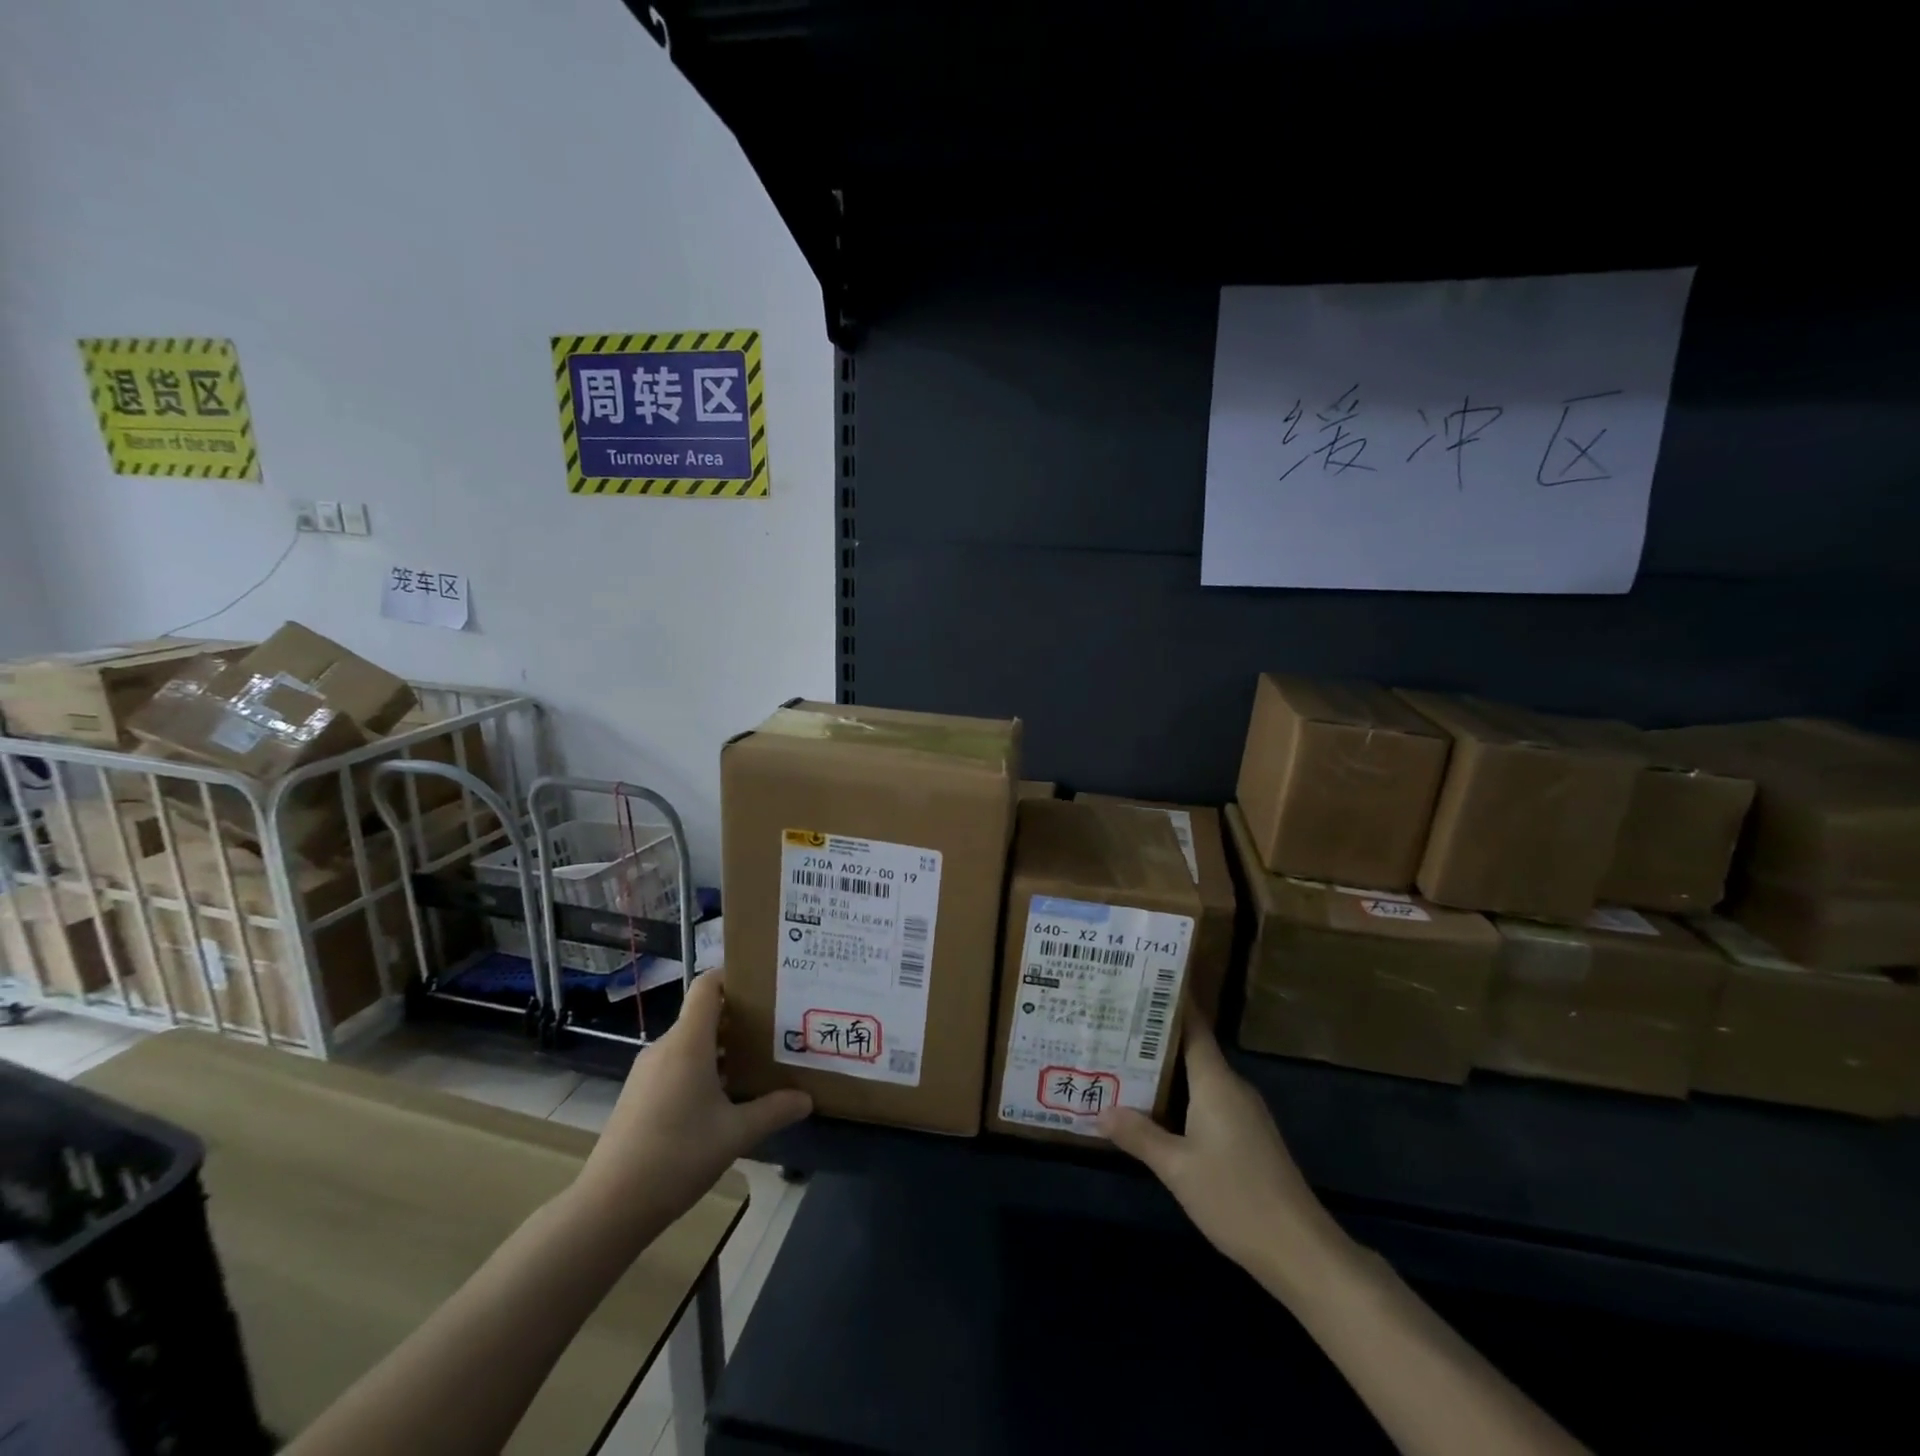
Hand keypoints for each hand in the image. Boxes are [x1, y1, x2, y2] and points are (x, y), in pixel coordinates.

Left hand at [572, 969, 810, 1235]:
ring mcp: (647, 1072)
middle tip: (776, 1031)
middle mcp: (665, 1047)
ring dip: (722, 1050)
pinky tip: (723, 1100)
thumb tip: (807, 1099)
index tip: (765, 986)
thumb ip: (774, 1111)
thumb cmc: (677, 1156)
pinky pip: (676, 1066)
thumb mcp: (735, 1134)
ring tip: (757, 1065)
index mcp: (688, 1042)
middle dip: (740, 1020)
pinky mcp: (638, 1095)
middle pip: (704, 1015)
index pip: (708, 986)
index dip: (733, 977)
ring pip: (691, 1044)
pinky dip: (702, 1070)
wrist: (608, 1207)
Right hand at [1098, 1014, 1344, 1292]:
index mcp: (1216, 1082)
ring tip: (1124, 1064)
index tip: (1139, 985)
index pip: (1193, 1027)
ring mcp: (1245, 1112)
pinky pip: (1209, 1100)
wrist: (1300, 1250)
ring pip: (1199, 1078)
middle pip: (1192, 1050)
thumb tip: (1099, 1110)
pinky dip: (1181, 1096)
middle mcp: (1232, 1087)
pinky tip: (1157, 1110)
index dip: (1169, 1004)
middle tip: (1114, 1027)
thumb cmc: (1235, 1197)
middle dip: (1155, 1039)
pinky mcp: (1249, 1136)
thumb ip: (1139, 1135)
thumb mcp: (1177, 1168)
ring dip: (1167, 1071)